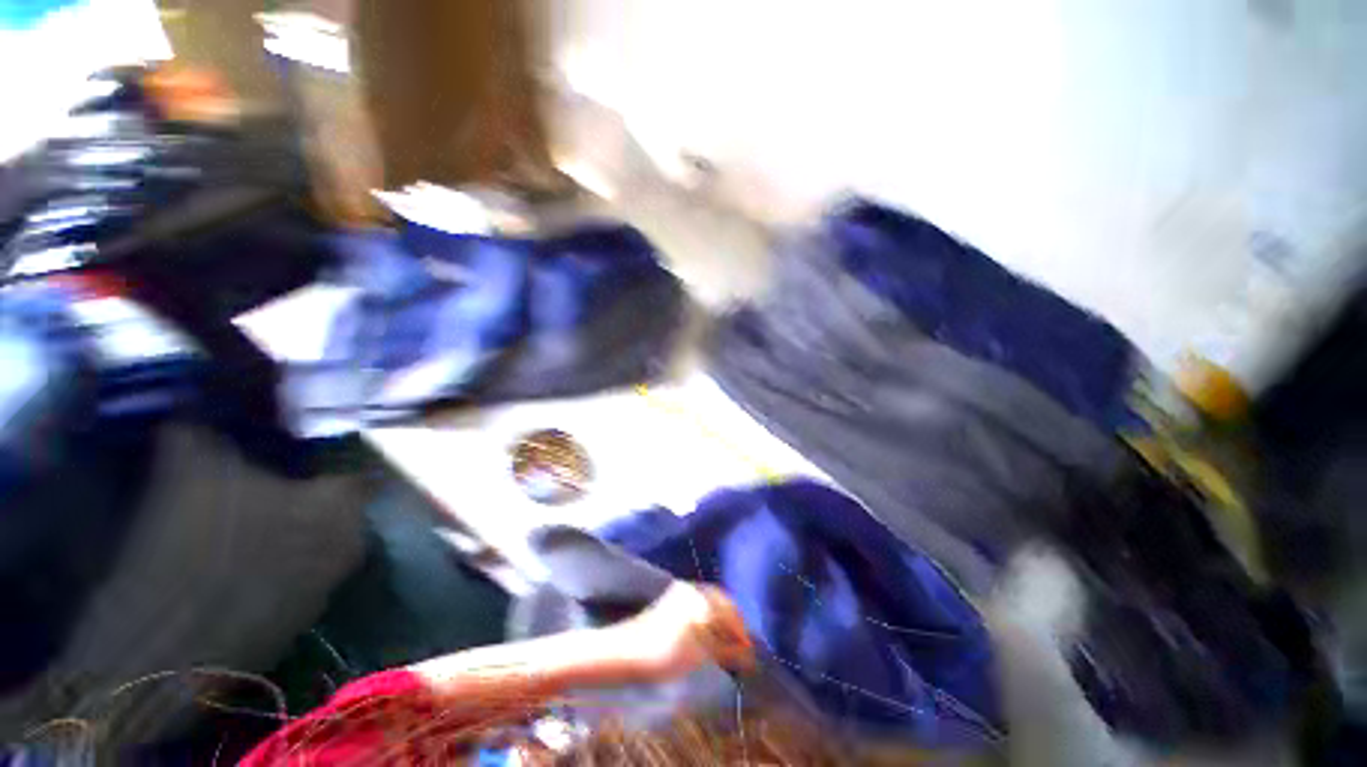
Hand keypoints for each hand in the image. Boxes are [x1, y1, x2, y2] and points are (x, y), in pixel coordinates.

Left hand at [616, 582, 754, 681]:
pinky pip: (699, 602)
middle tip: (739, 646)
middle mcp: (695, 590)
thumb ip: (727, 650)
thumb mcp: (700, 655)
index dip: (742, 632)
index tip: (749, 652)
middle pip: (723, 603)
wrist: (628, 650)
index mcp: (703, 600)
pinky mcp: (673, 596)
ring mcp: (683, 591)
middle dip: (733, 623)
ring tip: (725, 642)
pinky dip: (709, 616)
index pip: (732, 612)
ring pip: (711, 602)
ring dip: (721, 619)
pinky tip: (708, 632)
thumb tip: (749, 652)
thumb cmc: (665, 654)